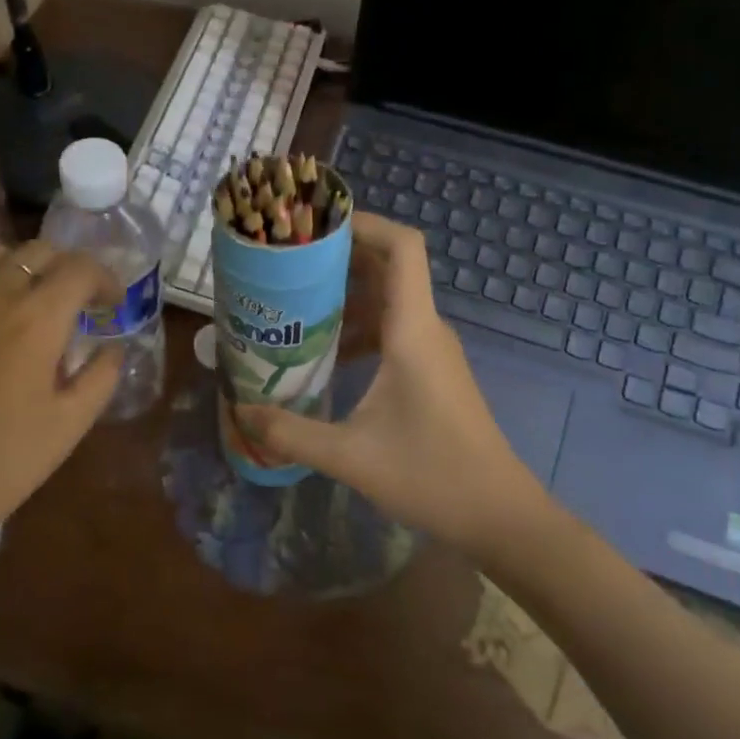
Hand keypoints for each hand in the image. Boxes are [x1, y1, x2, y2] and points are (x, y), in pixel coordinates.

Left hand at [0, 242, 119, 730]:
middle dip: (65, 270)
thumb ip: (101, 378)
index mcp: (35, 319)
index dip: (105, 278)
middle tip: (70, 306)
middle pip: (38, 251)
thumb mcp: (66, 429)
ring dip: (19, 271)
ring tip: (20, 307)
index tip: (110, 304)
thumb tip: (113, 347)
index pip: (81, 267)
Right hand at [236, 214, 544, 552]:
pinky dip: (358, 326)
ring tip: (294, 301)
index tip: (315, 224)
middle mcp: (424, 327)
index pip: (402, 247)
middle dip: (338, 256)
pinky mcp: (430, 368)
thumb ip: (291, 432)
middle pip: (387, 265)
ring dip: (345, 293)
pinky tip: (325, 352)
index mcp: (412, 329)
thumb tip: (240, 413)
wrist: (498, 515)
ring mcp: (430, 348)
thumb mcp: (350, 456)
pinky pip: (391, 327)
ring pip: (387, 298)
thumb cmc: (431, 476)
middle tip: (287, 261)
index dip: (364, 223)